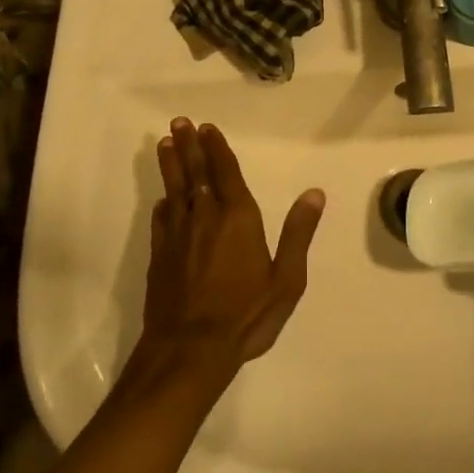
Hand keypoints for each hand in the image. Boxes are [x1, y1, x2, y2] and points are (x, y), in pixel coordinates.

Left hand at [133, 118, 325, 384]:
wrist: (189, 350)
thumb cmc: (246, 315)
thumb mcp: (287, 280)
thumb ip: (298, 234)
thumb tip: (314, 193)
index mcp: (238, 218)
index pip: (225, 172)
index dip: (216, 148)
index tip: (206, 128)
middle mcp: (205, 217)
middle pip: (196, 173)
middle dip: (189, 146)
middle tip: (180, 122)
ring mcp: (178, 235)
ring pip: (175, 190)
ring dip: (171, 165)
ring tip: (165, 143)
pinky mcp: (159, 256)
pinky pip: (160, 219)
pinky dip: (162, 203)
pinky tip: (162, 199)